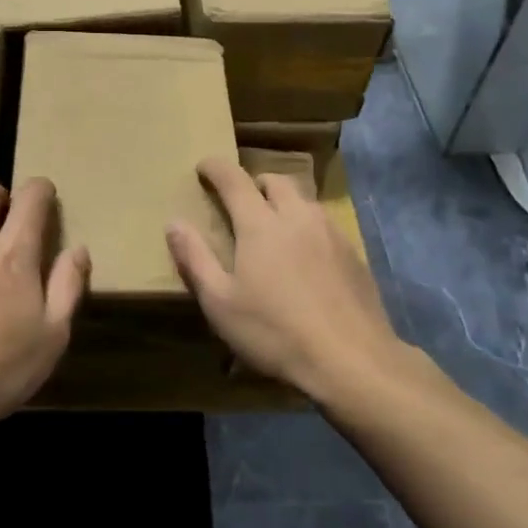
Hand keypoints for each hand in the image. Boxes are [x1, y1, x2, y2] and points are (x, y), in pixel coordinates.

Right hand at [166, 157, 406, 402]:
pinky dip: (307, 226)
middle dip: (254, 183)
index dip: (216, 168)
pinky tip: (306, 257)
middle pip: (275, 180)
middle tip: (241, 201)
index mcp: (260, 224)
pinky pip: (324, 224)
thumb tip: (174, 222)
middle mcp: (297, 216)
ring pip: (303, 200)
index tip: (204, 166)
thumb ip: (195, 258)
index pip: (234, 179)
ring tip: (274, 227)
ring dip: (284, 202)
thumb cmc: (275, 332)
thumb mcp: (220, 303)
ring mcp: (330, 232)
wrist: (352, 361)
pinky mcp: (353, 253)